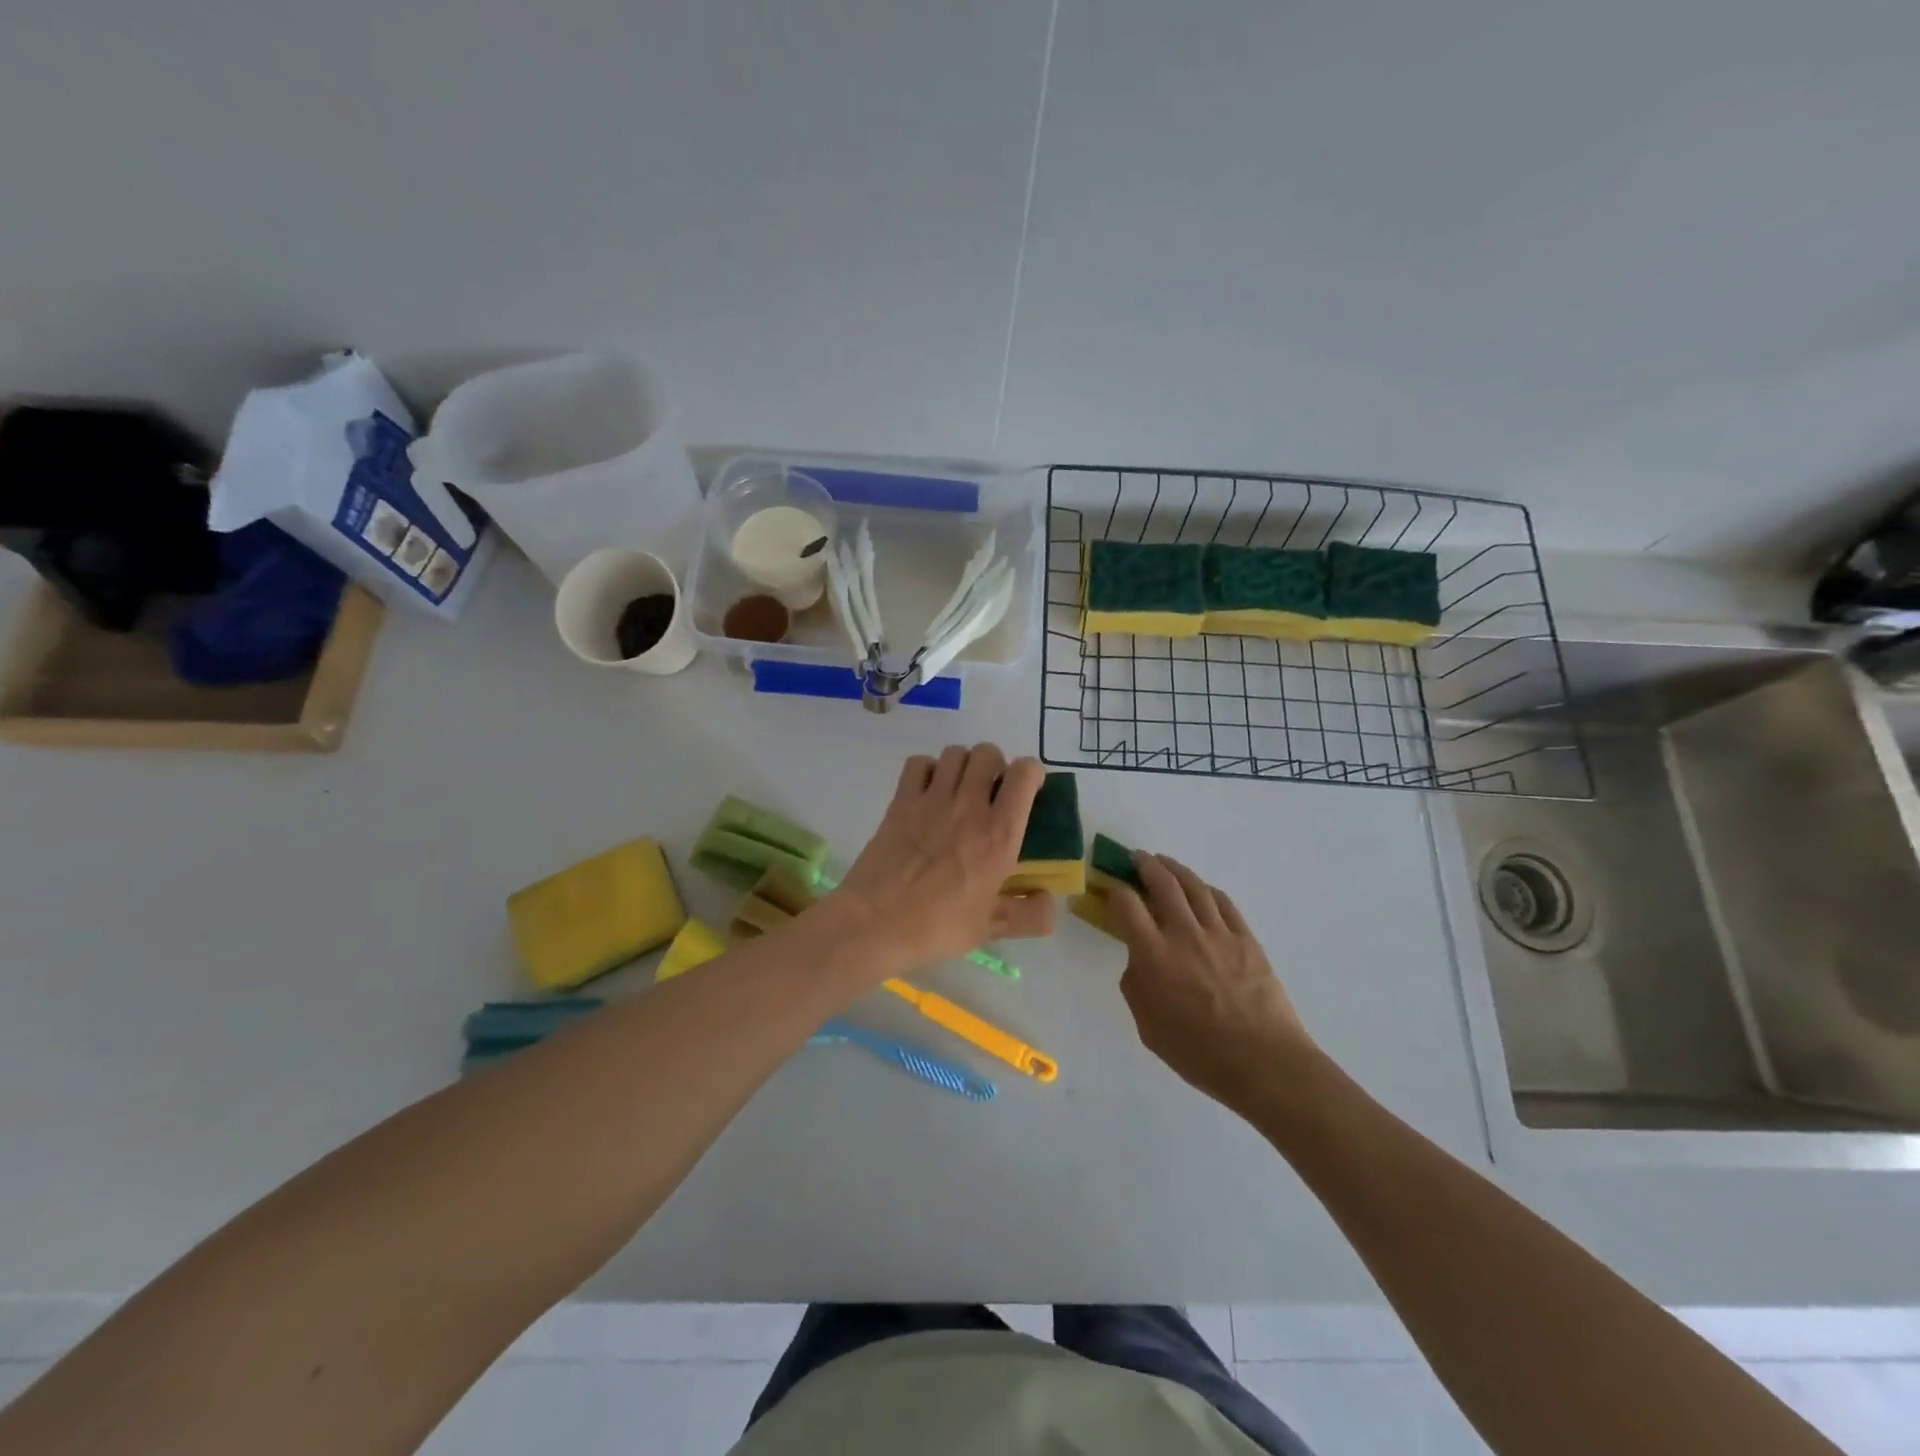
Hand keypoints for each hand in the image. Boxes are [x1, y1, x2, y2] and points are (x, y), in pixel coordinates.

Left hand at [832, 745, 1054, 978]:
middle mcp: (969, 806)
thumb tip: (1050, 901)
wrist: (874, 923)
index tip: (1028, 791)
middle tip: (991, 791)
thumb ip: (1029, 915)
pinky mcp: (901, 801)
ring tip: (960, 789)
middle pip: (988, 752)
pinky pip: (919, 763)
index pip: (1024, 774)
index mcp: (999, 834)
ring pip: (955, 753)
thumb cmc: (937, 927)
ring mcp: (931, 800)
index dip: (1031, 774)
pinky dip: (928, 769)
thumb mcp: (991, 929)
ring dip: (963, 764)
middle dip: (995, 764)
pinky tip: (928, 792)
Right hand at [1106, 853, 1316, 1111]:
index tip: (1112, 892)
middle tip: (1137, 859)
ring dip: (1175, 869)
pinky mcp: (1247, 939)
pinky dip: (1206, 889)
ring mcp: (1219, 934)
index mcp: (1155, 957)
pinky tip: (1200, 889)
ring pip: (1194, 886)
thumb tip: (1139, 961)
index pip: (1127, 905)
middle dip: (1146, 866)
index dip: (1115, 892)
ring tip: (1165, 863)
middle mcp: (1185, 935)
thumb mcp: (1149, 1028)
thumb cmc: (1200, 1054)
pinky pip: (1223, 903)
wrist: (1265, 1064)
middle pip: (1162, 884)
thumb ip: (1137, 988)